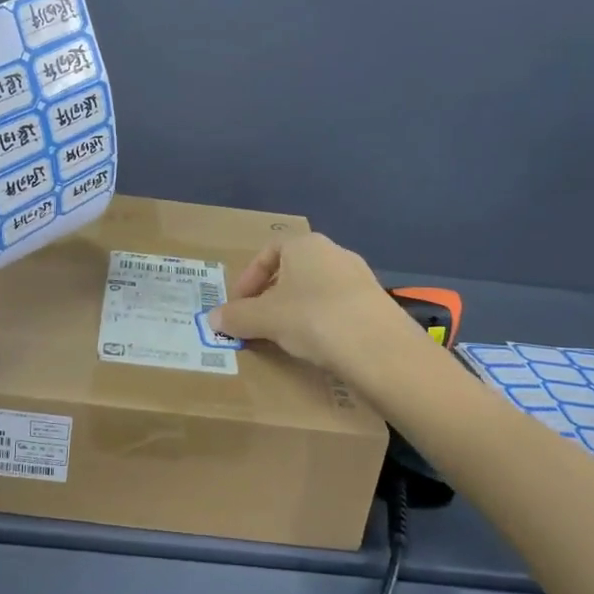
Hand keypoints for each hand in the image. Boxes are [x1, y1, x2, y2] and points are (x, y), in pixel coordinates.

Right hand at [207, 232, 419, 373]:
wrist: (380, 349)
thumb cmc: (313, 319)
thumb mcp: (265, 318)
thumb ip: (237, 317)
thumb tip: (212, 318)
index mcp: (305, 244)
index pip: (268, 252)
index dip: (249, 278)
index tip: (239, 305)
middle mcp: (334, 252)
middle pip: (293, 270)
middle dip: (271, 295)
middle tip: (258, 321)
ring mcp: (359, 277)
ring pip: (316, 289)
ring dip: (297, 309)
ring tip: (285, 337)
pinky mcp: (376, 304)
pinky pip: (338, 307)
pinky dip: (322, 322)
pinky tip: (317, 346)